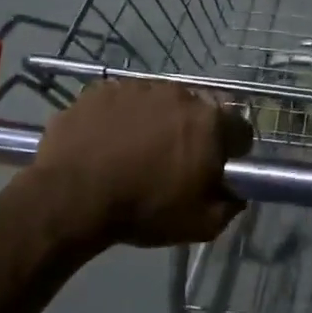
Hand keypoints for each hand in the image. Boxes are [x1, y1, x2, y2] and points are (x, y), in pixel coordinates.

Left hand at [32, 81, 251, 247]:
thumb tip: (235, 194)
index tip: (216, 168)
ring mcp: (137, 88)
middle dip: (191, 133)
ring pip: (158, 103)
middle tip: (173, 162)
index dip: (231, 150)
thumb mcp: (201, 225)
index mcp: (209, 123)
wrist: (72, 197)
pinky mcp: (102, 90)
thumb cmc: (144, 210)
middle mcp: (178, 95)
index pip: (239, 129)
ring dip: (155, 122)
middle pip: (197, 112)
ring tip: (135, 152)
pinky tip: (107, 143)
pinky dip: (121, 118)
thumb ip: (230, 206)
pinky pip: (122, 102)